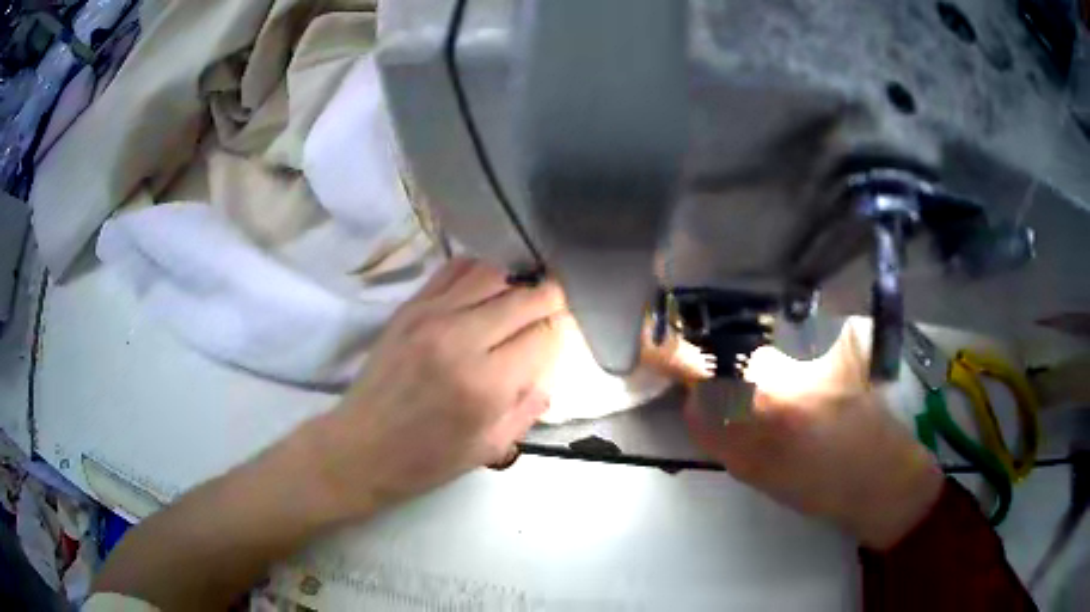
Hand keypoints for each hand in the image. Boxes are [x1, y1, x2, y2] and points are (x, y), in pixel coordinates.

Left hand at [305, 258, 567, 520]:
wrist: (361, 447)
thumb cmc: (426, 459)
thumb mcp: (490, 448)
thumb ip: (528, 407)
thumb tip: (546, 368)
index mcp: (487, 384)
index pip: (544, 335)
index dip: (559, 334)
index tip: (557, 340)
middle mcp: (462, 339)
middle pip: (525, 297)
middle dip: (548, 301)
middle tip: (551, 310)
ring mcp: (432, 316)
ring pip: (493, 274)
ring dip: (516, 283)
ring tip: (518, 299)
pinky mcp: (410, 306)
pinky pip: (455, 269)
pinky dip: (479, 272)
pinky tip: (484, 288)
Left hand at [685, 320, 943, 548]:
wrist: (880, 489)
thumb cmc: (874, 422)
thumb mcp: (851, 359)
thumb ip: (812, 339)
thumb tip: (781, 327)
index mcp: (770, 397)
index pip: (697, 368)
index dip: (672, 347)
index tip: (668, 326)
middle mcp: (743, 435)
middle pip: (693, 396)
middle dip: (699, 370)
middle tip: (723, 349)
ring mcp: (742, 464)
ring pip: (702, 422)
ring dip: (711, 396)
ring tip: (743, 376)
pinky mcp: (750, 481)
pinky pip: (720, 443)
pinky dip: (724, 421)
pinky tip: (758, 408)